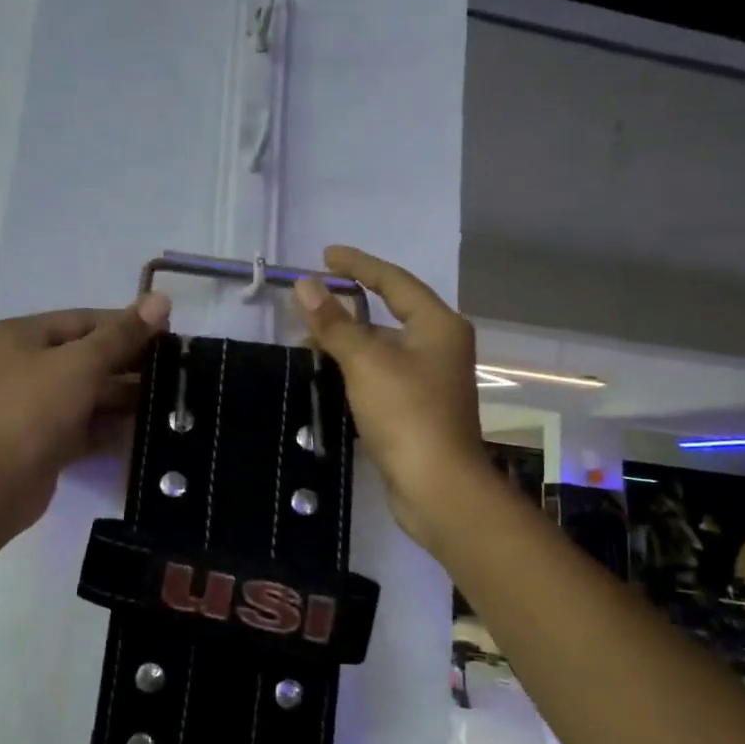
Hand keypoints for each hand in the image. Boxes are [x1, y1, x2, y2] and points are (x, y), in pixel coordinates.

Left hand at [0, 293, 172, 532]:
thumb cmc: (35, 408)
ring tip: (170, 397)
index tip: (169, 332)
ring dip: (126, 396)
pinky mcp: (45, 440)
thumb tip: (162, 298)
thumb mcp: (82, 363)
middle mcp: (22, 365)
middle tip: (175, 367)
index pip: (83, 321)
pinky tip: (149, 426)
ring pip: (89, 392)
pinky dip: (113, 424)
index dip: (126, 324)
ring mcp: (33, 405)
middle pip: (87, 356)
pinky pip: (86, 424)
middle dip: (129, 363)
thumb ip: (123, 333)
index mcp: (19, 335)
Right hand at [294, 245, 490, 546]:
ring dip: (348, 338)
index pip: (393, 281)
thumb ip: (335, 323)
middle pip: (389, 312)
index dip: (358, 265)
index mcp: (437, 325)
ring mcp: (430, 378)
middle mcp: (439, 345)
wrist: (437, 487)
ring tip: (309, 335)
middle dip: (348, 304)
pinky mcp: (417, 407)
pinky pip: (381, 371)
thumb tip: (305, 285)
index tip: (325, 255)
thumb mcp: (366, 362)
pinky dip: (355, 365)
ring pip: (383, 345)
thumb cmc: (406, 414)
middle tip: (309, 298)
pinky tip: (328, 369)